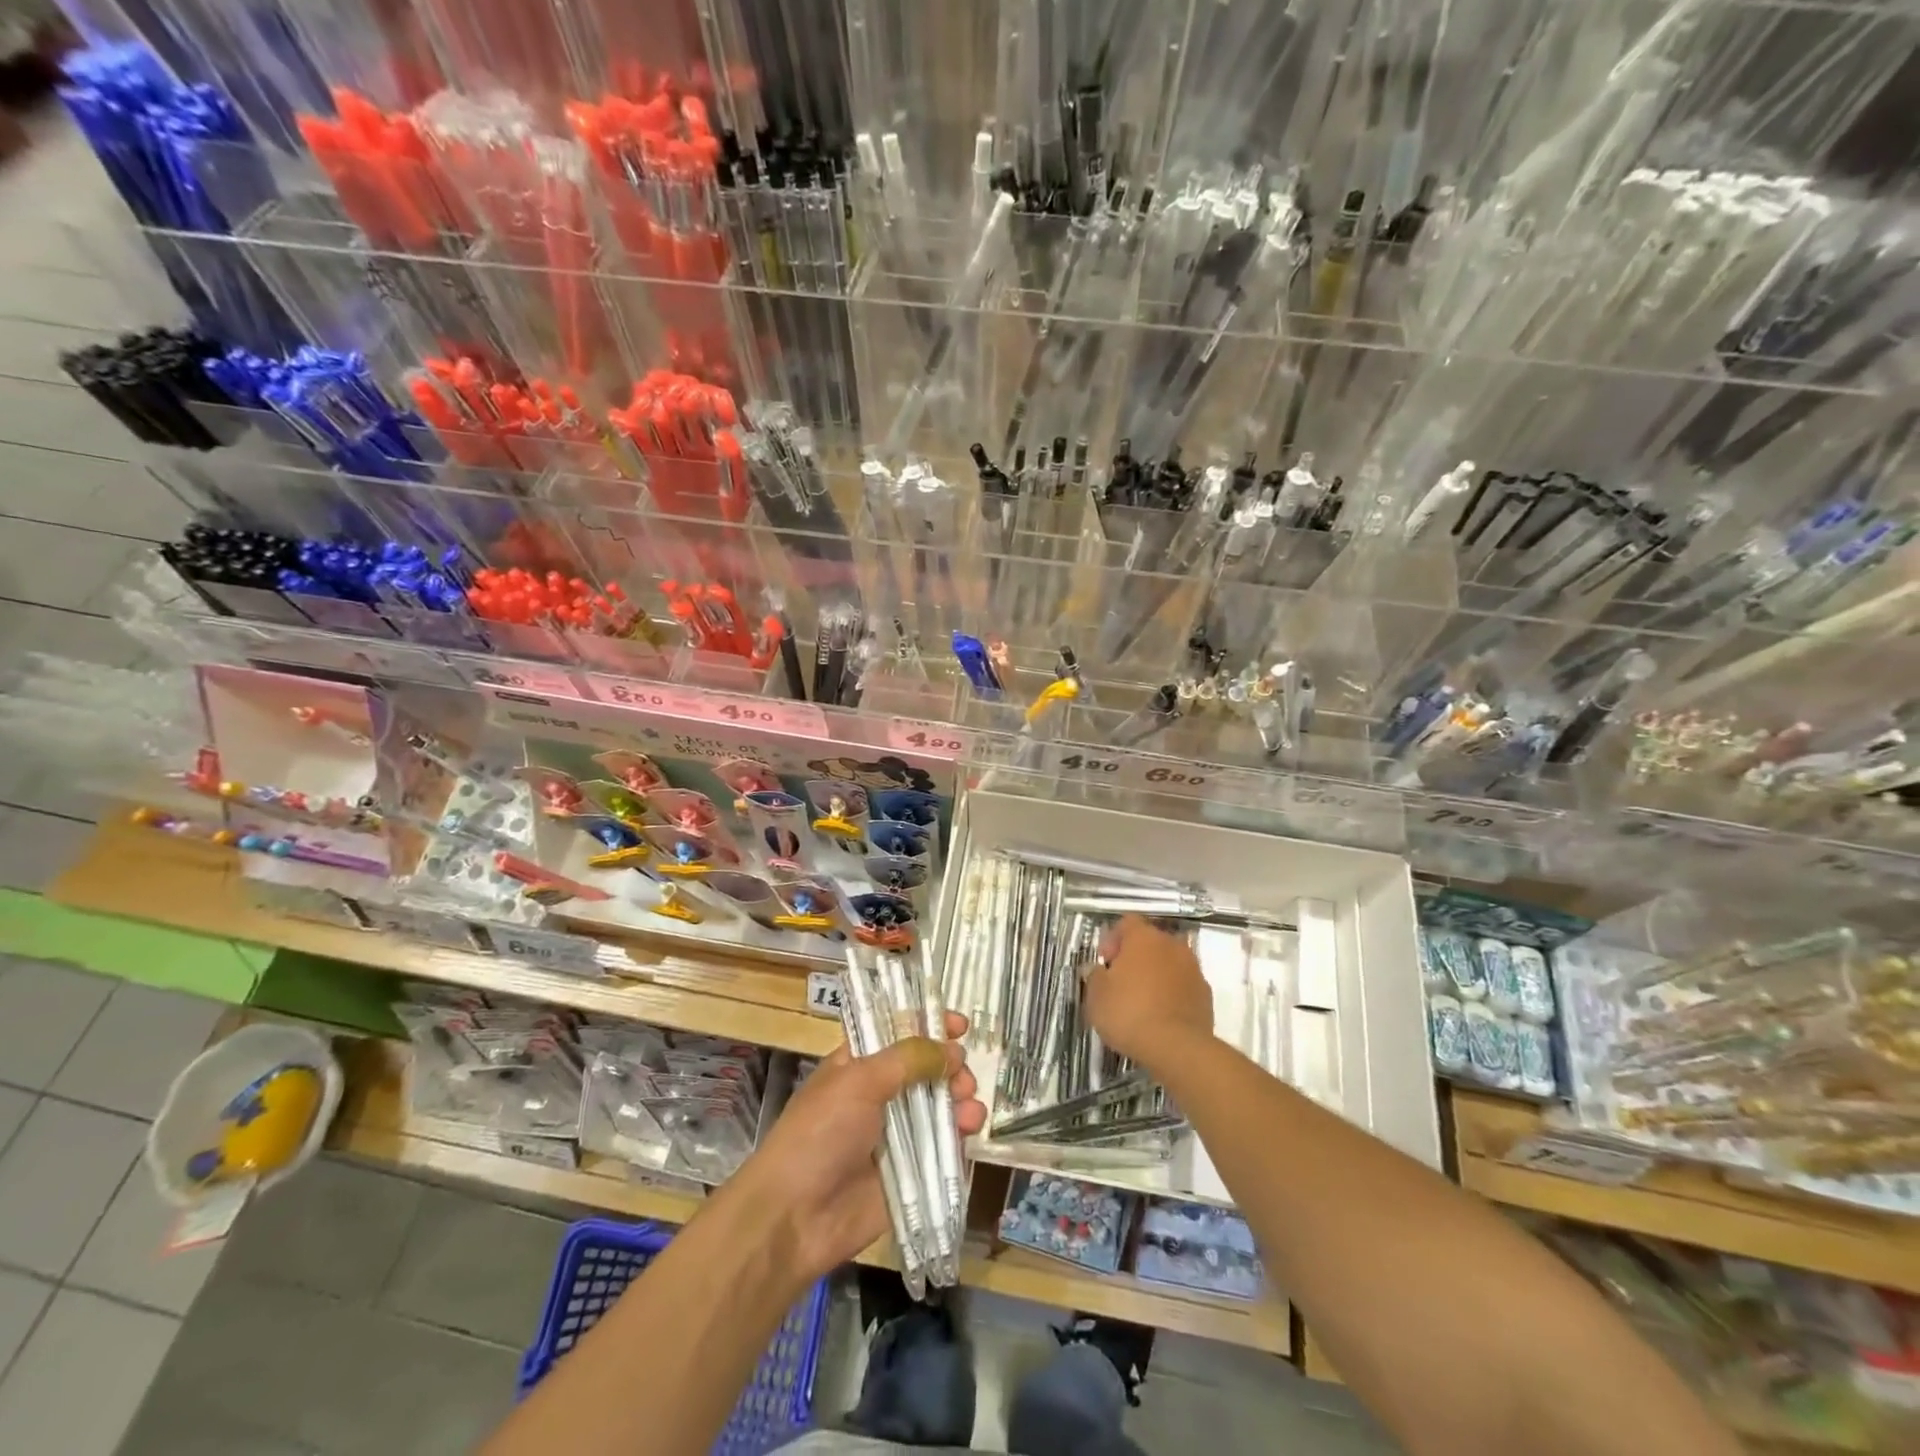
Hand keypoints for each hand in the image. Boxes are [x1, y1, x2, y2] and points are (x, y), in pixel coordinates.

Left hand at [728, 1011, 983, 1280]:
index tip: (959, 1025)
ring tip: (969, 1104)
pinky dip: (961, 1134)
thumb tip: (952, 1049)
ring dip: (960, 1098)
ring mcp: (896, 1135)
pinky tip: (971, 1129)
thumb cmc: (819, 1134)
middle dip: (949, 1066)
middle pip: (926, 1070)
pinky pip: (943, 1146)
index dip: (928, 1025)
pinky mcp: (910, 1172)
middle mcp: (879, 1095)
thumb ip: (908, 1060)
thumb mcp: (859, 1081)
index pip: (898, 1033)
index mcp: (859, 1065)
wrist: (794, 1217)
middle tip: (962, 1073)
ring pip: (939, 1106)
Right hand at [1082, 914, 1214, 1067]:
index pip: (1127, 922)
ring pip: (1169, 963)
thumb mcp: (1096, 996)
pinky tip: (1160, 1015)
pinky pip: (1183, 985)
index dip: (1113, 939)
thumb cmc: (1129, 1013)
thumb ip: (1095, 976)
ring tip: (1141, 1001)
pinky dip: (1172, 993)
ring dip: (1155, 975)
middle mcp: (1172, 945)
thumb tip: (1098, 970)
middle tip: (1120, 981)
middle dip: (1135, 957)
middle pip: (1150, 941)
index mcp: (1144, 938)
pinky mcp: (1206, 994)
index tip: (1104, 962)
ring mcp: (1193, 969)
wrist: (1178, 1048)